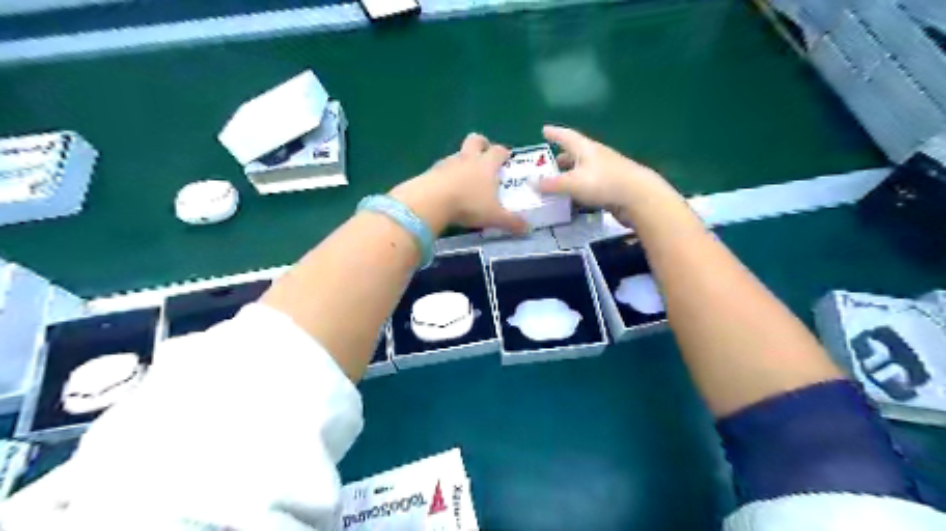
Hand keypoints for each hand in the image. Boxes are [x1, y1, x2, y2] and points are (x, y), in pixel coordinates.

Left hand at [389, 133, 527, 232]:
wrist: (431, 201)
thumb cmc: (469, 205)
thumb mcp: (494, 217)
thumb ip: (511, 222)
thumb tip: (528, 229)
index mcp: (486, 164)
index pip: (499, 150)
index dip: (504, 153)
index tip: (506, 158)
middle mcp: (468, 158)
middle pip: (476, 140)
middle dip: (482, 144)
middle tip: (485, 155)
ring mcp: (447, 163)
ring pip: (457, 153)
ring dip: (463, 160)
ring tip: (465, 177)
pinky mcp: (431, 171)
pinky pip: (442, 168)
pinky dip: (446, 174)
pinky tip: (447, 188)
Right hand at [540, 125, 671, 215]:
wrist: (639, 197)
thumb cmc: (604, 183)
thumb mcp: (572, 183)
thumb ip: (551, 184)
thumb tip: (530, 182)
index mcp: (586, 148)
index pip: (566, 136)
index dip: (554, 133)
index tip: (544, 130)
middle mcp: (596, 156)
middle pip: (575, 153)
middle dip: (560, 158)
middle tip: (548, 164)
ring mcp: (606, 171)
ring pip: (582, 170)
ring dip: (570, 175)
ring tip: (557, 183)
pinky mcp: (612, 186)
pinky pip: (590, 184)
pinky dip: (579, 189)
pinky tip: (573, 199)